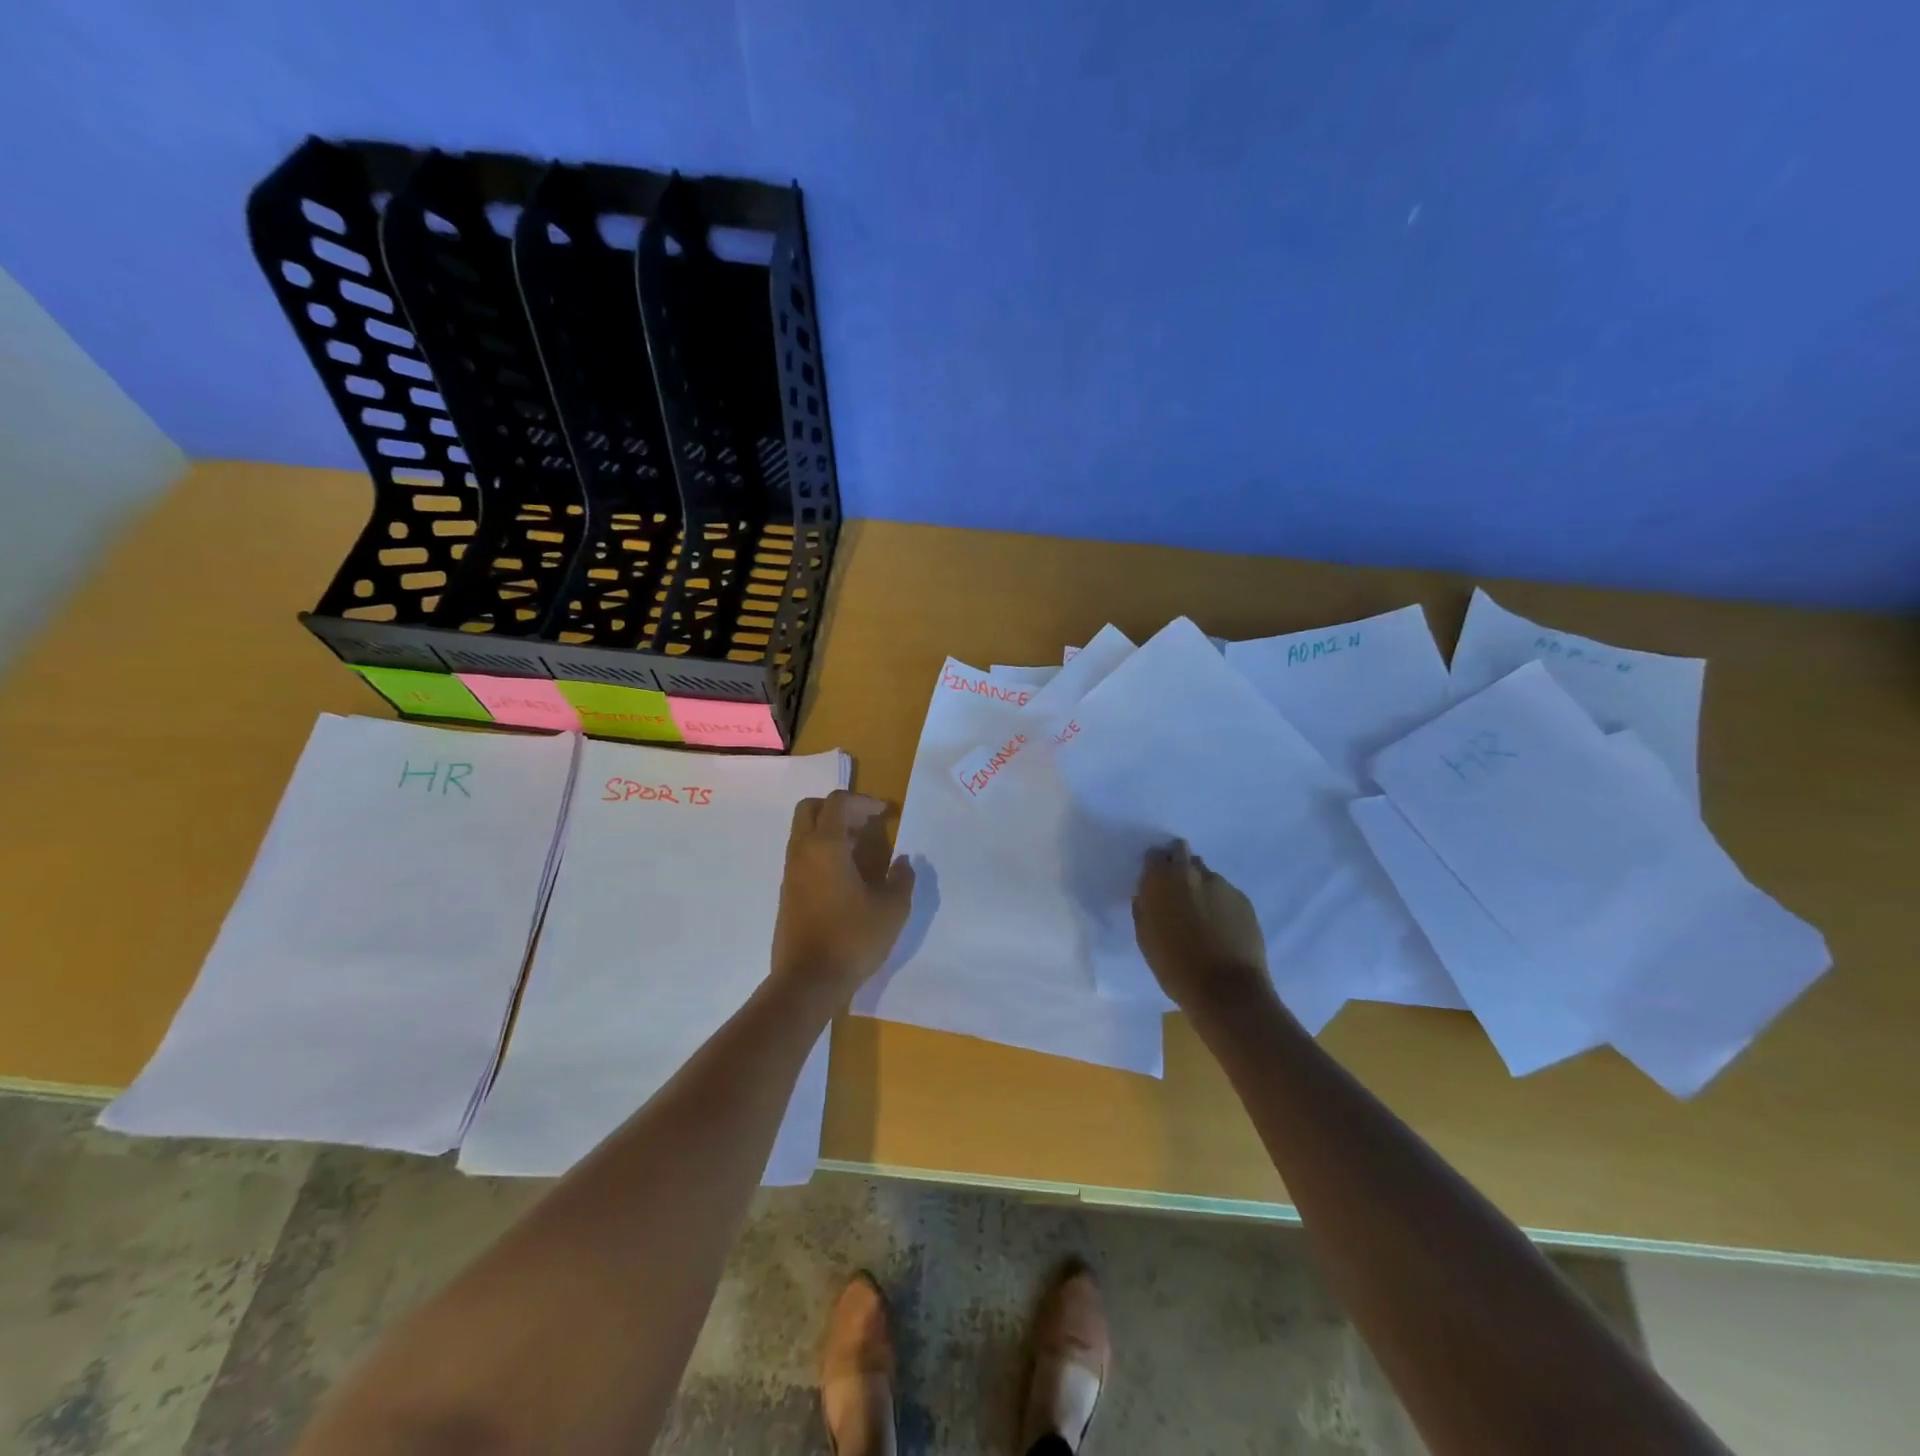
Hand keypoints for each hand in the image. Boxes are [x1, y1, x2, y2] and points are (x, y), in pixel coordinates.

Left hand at [771, 790, 915, 1007]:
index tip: (885, 814)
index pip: (837, 802)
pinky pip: (803, 856)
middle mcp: (802, 851)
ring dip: (830, 831)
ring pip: (804, 832)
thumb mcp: (892, 909)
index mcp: (825, 845)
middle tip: (865, 823)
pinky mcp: (787, 893)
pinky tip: (847, 875)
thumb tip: (903, 863)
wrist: (807, 981)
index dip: (863, 801)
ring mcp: (790, 872)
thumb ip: (901, 879)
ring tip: (862, 850)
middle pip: (810, 808)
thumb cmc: (852, 938)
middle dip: (838, 808)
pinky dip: (823, 851)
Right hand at [1132, 840, 1271, 1014]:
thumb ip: (1145, 907)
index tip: (1156, 881)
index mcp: (1161, 880)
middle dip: (1178, 865)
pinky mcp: (1243, 899)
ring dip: (1200, 886)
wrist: (1226, 989)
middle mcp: (1190, 873)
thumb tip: (1149, 894)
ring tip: (1203, 915)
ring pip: (1205, 874)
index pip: (1154, 855)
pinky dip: (1220, 903)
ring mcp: (1220, 884)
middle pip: (1182, 852)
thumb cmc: (1175, 966)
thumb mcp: (1146, 937)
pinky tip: (1222, 927)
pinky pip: (1225, 892)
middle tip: (1178, 891)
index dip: (1155, 867)